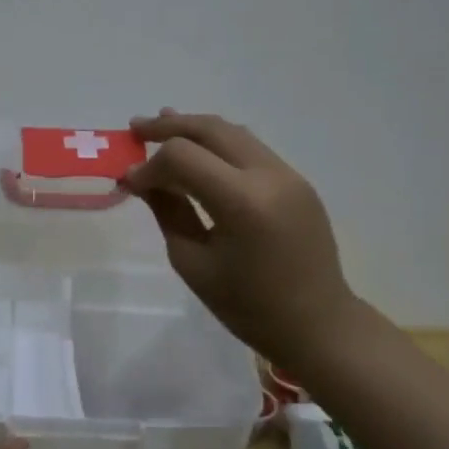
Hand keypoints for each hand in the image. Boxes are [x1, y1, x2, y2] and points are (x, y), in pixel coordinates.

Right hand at [123, 109, 357, 371]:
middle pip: (210, 129)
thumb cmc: (248, 306)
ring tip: (161, 124)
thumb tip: (141, 180)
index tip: (129, 182)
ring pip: (233, 132)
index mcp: (242, 202)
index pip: (183, 157)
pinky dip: (218, 143)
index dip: (150, 165)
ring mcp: (288, 174)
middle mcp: (269, 175)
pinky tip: (198, 150)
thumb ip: (167, 211)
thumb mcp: (193, 262)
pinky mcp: (296, 180)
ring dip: (194, 128)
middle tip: (135, 129)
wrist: (318, 324)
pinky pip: (250, 148)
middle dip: (169, 126)